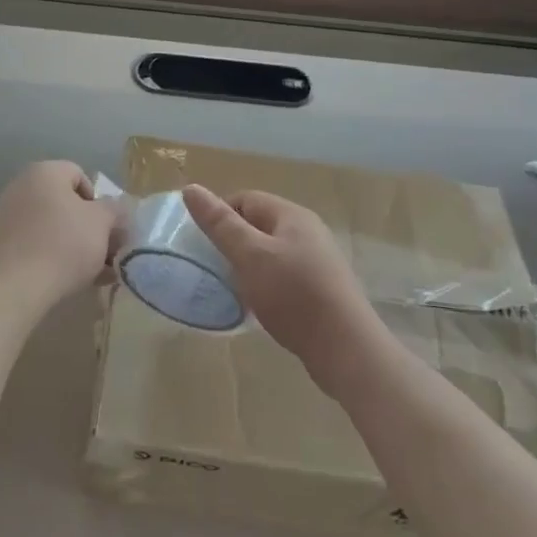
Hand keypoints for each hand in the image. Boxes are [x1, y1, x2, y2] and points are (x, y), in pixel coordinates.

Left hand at [0, 161, 121, 313]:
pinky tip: (71, 280)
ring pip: (52, 226)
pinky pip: (36, 243)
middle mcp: (21, 186)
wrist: (15, 288)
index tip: (107, 228)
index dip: (99, 202)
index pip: (80, 175)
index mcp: (44, 172)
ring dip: (75, 245)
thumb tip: (115, 209)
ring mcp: (7, 215)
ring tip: (94, 273)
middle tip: (105, 253)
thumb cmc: (63, 245)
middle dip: (89, 227)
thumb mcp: (102, 223)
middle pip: (66, 203)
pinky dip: (54, 256)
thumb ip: (114, 209)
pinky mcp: (0, 244)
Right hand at [182, 184, 384, 391]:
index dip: (219, 216)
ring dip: (248, 267)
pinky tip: (257, 307)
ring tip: (232, 289)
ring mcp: (317, 261)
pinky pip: (283, 277)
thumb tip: (190, 188)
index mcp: (291, 215)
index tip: (202, 244)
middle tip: (213, 268)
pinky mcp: (321, 289)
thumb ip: (219, 224)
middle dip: (232, 243)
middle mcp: (307, 231)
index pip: (244, 199)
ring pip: (270, 253)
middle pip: (258, 225)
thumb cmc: (294, 294)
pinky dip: (265, 286)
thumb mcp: (250, 255)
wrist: (345, 348)